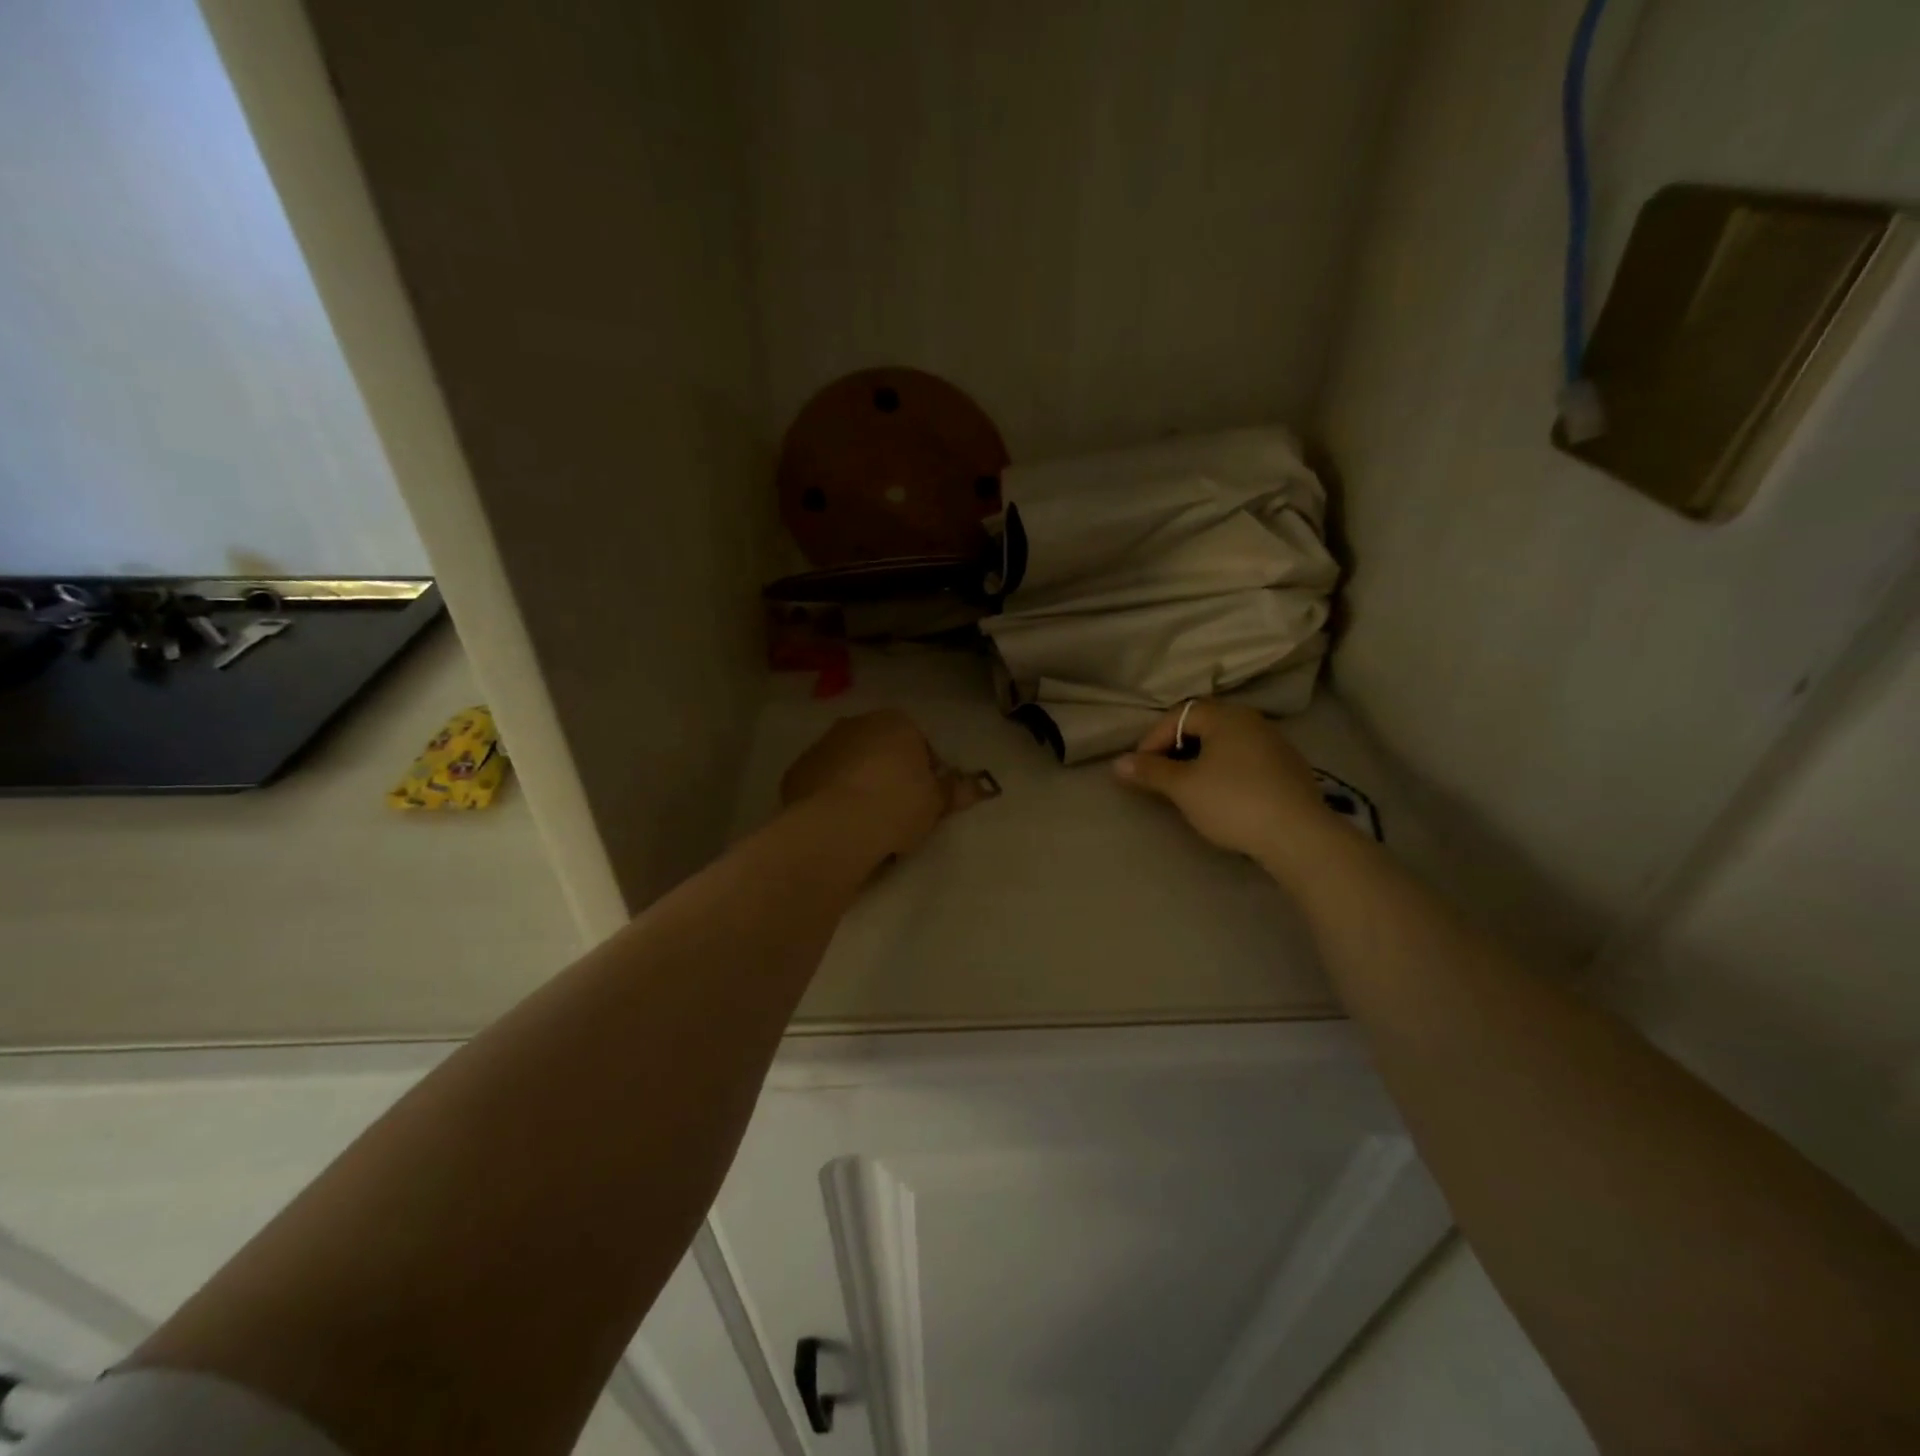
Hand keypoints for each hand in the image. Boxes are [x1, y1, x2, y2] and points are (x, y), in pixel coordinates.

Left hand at [781, 710, 991, 859]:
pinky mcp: (797, 771)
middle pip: (880, 750)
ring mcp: (822, 745)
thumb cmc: (897, 805)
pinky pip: (822, 784)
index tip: (925, 800)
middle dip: (888, 774)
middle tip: (897, 813)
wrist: (837, 826)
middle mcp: (856, 724)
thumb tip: (978, 787)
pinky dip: (830, 798)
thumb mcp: (936, 802)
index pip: (918, 743)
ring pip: (849, 765)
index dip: (924, 772)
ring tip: (867, 823)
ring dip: (857, 784)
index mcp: (895, 722)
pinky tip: (840, 826)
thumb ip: (955, 790)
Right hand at [1112, 700, 1335, 870]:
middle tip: (1160, 776)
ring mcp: (1275, 744)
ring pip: (1225, 744)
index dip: (1152, 740)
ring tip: (1186, 787)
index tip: (1139, 769)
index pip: (1178, 715)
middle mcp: (1252, 721)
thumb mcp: (1183, 787)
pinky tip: (1221, 796)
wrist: (1298, 835)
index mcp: (1225, 716)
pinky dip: (1224, 771)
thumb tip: (1117, 763)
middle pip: (1203, 726)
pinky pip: (1245, 760)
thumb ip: (1149, 771)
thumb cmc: (1233, 801)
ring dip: (1200, 760)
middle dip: (1175, 748)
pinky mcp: (1289, 769)